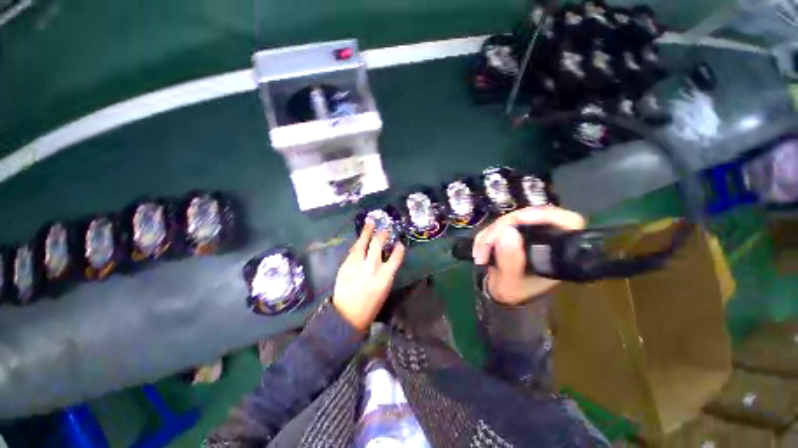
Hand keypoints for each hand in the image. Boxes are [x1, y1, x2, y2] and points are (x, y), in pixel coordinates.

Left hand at [332, 219, 405, 330]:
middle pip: (377, 245)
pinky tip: (360, 240)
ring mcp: (356, 265)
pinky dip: (357, 244)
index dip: (398, 249)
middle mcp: (371, 268)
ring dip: (367, 231)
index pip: (395, 258)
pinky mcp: (345, 266)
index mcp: (385, 278)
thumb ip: (386, 272)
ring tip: (370, 222)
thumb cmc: (370, 305)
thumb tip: (386, 258)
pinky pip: (352, 251)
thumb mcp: (384, 290)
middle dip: (382, 235)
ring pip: (362, 243)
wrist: (346, 316)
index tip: (399, 243)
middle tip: (385, 229)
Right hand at [472, 206, 585, 304]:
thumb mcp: (510, 283)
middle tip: (487, 243)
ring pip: (511, 218)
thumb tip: (507, 232)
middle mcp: (548, 238)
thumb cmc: (513, 292)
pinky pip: (500, 223)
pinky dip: (487, 234)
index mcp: (559, 252)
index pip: (567, 222)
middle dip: (503, 227)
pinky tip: (479, 248)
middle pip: (532, 215)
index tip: (519, 219)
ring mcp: (530, 232)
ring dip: (490, 233)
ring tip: (480, 253)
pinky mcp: (515, 230)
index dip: (545, 215)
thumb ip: (510, 262)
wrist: (501, 294)